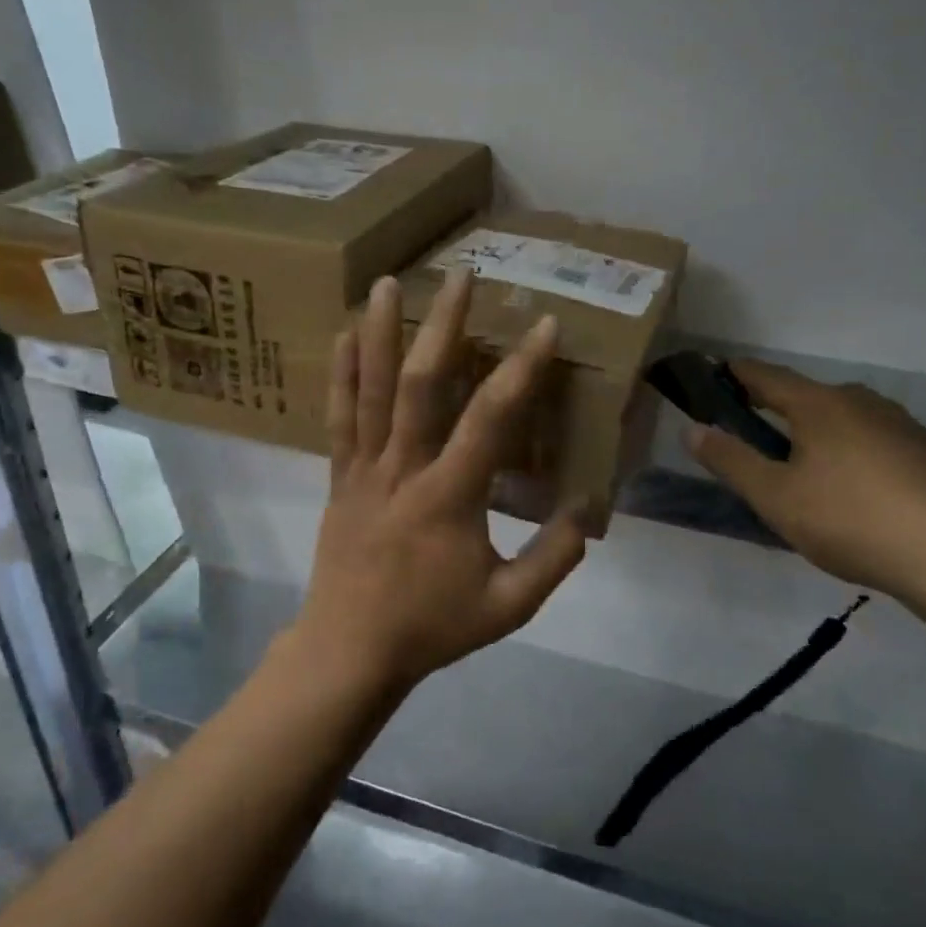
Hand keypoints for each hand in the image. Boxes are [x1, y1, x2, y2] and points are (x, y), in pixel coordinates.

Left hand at [290, 269, 589, 690]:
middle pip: (421, 384)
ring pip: (371, 390)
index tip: (542, 325)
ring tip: (388, 282)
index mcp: (450, 495)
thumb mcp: (509, 606)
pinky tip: (343, 335)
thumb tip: (587, 508)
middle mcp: (404, 468)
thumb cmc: (431, 626)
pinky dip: (340, 374)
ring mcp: (365, 468)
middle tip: (459, 276)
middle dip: (443, 325)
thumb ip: (555, 558)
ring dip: (380, 332)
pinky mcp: (340, 476)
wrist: (350, 650)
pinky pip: (338, 418)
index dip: (520, 369)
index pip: (491, 419)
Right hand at [687, 362, 925, 607]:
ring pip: (841, 421)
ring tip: (801, 476)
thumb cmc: (854, 520)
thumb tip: (692, 429)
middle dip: (774, 412)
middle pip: (805, 397)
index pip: (765, 375)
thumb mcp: (776, 497)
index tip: (711, 376)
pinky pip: (872, 443)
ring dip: (814, 437)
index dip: (734, 374)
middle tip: (750, 443)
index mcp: (819, 403)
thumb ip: (731, 460)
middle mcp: (861, 401)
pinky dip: (849, 456)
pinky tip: (852, 495)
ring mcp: (901, 425)